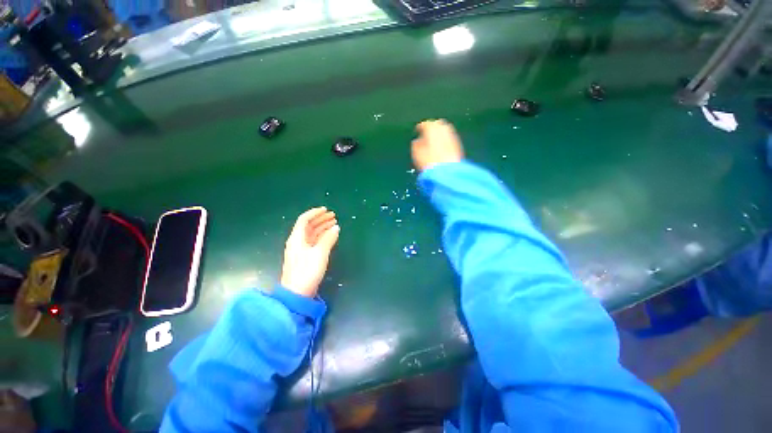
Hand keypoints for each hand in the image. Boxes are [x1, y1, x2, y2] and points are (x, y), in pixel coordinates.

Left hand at [280, 207, 339, 297]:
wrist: (297, 293)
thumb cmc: (307, 271)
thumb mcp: (320, 253)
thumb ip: (328, 239)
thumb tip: (336, 228)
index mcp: (297, 238)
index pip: (304, 220)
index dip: (315, 213)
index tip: (326, 210)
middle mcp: (297, 242)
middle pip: (308, 226)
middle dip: (321, 219)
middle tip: (333, 216)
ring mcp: (301, 250)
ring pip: (312, 234)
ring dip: (322, 227)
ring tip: (334, 224)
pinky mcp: (305, 258)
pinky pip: (314, 242)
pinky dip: (322, 237)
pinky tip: (330, 236)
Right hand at [411, 119, 464, 171]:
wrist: (447, 172)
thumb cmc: (429, 161)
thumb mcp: (416, 153)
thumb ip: (416, 144)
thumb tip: (418, 141)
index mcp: (432, 127)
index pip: (425, 124)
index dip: (420, 128)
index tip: (417, 131)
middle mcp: (444, 128)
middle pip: (437, 124)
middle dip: (432, 128)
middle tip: (426, 134)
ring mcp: (453, 136)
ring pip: (445, 131)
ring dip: (439, 134)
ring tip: (433, 142)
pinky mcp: (458, 145)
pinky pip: (449, 139)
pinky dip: (444, 141)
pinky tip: (441, 148)